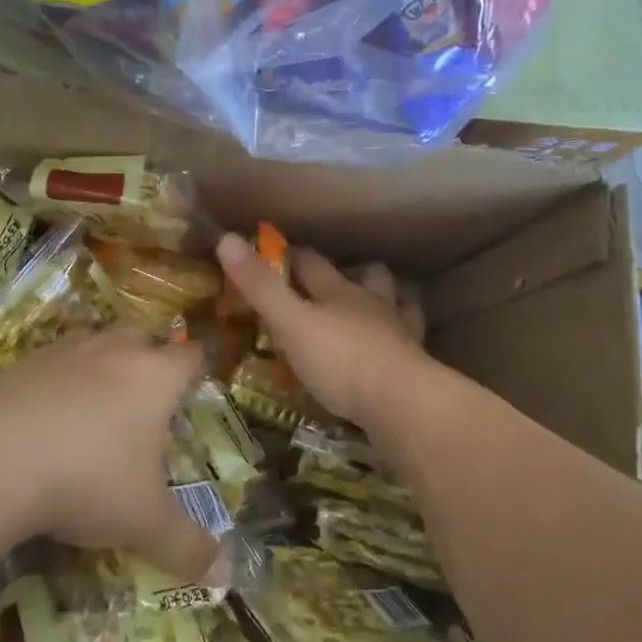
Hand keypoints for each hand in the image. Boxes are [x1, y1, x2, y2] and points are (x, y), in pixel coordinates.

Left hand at [0, 327, 221, 584]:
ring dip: (101, 361)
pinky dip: (57, 379)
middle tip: (146, 397)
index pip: (190, 355)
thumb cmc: (88, 481)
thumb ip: (187, 547)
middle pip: (141, 335)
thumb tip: (223, 574)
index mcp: (154, 378)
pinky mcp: (19, 365)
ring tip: (96, 402)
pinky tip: (47, 415)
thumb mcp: (144, 523)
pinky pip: (50, 361)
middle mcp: (112, 352)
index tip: (194, 388)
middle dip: (148, 356)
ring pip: (93, 340)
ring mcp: (62, 353)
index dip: (197, 368)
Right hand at [215, 232, 427, 424]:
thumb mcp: (290, 323)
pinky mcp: (415, 364)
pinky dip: (403, 337)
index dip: (293, 256)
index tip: (277, 253)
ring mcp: (399, 333)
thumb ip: (260, 287)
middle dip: (352, 273)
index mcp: (339, 292)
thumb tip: (226, 238)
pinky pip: (411, 341)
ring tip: (375, 306)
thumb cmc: (340, 360)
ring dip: (387, 298)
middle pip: (367, 276)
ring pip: (397, 302)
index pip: (313, 263)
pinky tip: (398, 344)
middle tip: (334, 280)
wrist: (401, 403)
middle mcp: (372, 304)